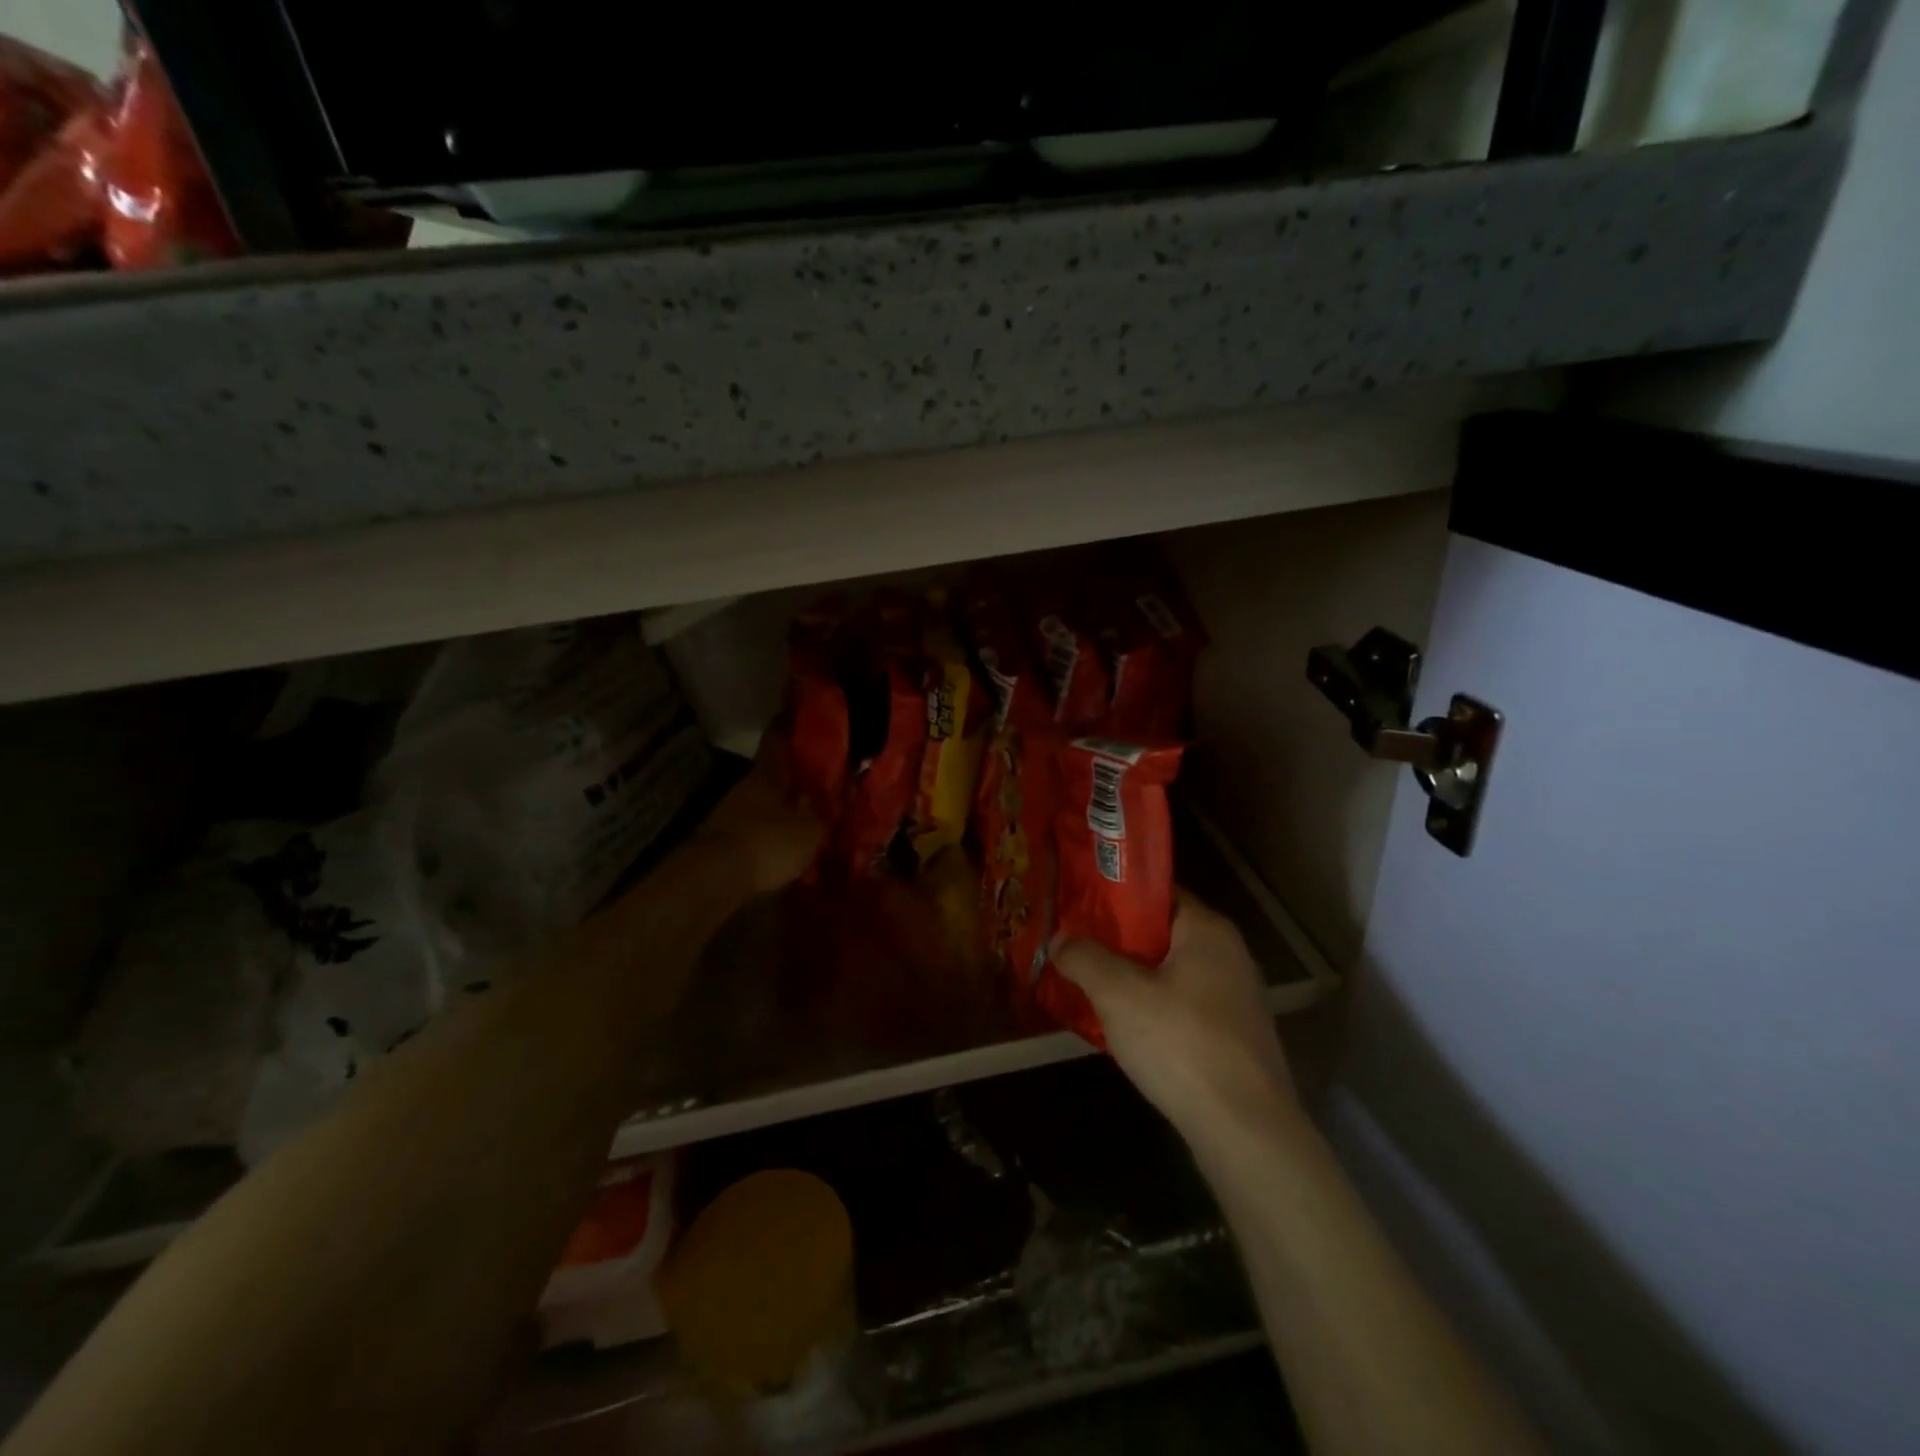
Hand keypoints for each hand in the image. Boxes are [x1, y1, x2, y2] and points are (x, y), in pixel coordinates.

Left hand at [692, 731, 825, 896]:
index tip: (801, 713)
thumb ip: (826, 813)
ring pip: (764, 800)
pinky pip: (756, 826)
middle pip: (773, 772)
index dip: (789, 724)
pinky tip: (788, 842)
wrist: (715, 878)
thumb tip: (841, 797)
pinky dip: (772, 830)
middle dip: (795, 775)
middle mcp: (747, 786)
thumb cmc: (768, 843)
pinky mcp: (725, 839)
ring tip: (810, 814)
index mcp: (768, 774)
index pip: (778, 738)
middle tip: (821, 778)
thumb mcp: (811, 830)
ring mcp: (732, 812)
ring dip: (784, 805)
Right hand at [1053, 890, 1292, 1132]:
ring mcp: (1236, 998)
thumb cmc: (1180, 1042)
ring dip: (1133, 978)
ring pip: (1171, 973)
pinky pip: (1184, 1006)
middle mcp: (1229, 954)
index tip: (1076, 908)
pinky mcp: (1236, 1037)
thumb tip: (1059, 939)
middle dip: (1117, 941)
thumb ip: (1084, 958)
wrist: (1245, 1130)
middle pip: (1162, 933)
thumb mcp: (1118, 994)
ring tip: (1090, 987)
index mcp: (1207, 929)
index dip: (1114, 897)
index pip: (1156, 893)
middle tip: (1075, 948)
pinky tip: (1125, 1029)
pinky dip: (1154, 1009)